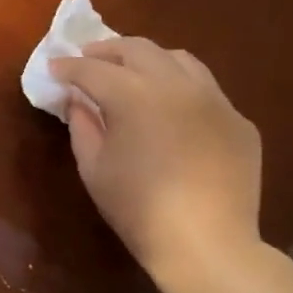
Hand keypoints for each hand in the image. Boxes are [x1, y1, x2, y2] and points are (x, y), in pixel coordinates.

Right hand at [50, 37, 261, 280]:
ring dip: (148, 59)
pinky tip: (169, 110)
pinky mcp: (238, 121)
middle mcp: (177, 87)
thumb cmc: (136, 208)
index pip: (92, 69)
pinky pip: (205, 90)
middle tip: (87, 59)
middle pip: (138, 49)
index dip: (68, 67)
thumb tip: (79, 101)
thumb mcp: (93, 167)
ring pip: (179, 59)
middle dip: (107, 50)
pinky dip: (179, 87)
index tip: (53, 68)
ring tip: (130, 73)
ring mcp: (215, 101)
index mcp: (134, 97)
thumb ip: (82, 125)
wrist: (206, 243)